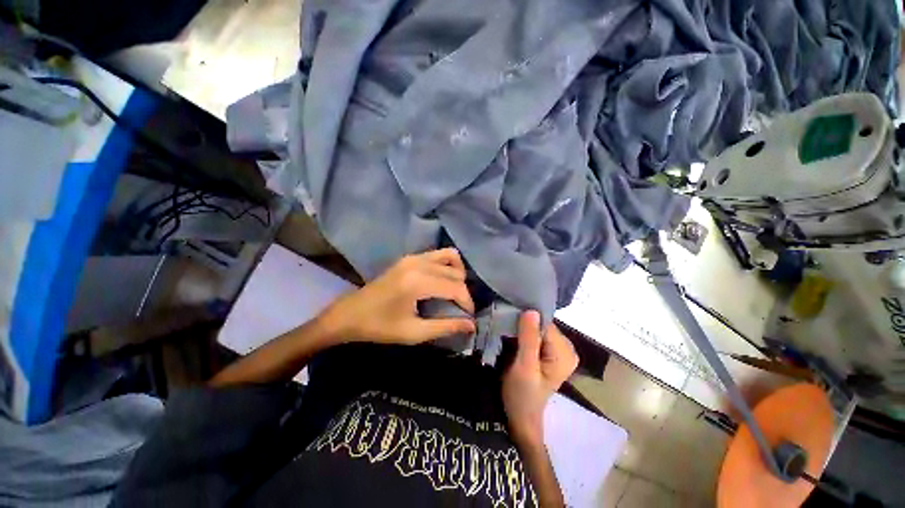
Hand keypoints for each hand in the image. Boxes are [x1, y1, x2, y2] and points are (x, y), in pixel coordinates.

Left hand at [320, 248, 476, 344]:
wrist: (349, 314)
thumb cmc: (380, 327)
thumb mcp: (414, 332)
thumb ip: (445, 327)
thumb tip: (471, 325)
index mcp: (418, 282)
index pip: (455, 287)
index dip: (467, 302)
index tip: (469, 317)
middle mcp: (418, 263)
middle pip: (455, 272)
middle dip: (463, 291)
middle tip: (460, 309)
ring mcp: (413, 257)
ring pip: (450, 257)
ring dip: (457, 274)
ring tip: (455, 292)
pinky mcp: (409, 257)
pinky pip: (437, 254)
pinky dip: (447, 265)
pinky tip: (443, 280)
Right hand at [502, 311, 577, 445]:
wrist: (520, 416)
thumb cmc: (522, 395)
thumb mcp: (524, 367)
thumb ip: (529, 339)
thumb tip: (531, 311)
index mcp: (565, 353)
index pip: (544, 324)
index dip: (525, 324)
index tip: (508, 328)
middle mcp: (566, 348)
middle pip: (541, 325)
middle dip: (523, 327)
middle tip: (506, 335)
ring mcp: (558, 350)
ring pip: (536, 328)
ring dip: (521, 331)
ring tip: (508, 338)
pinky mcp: (548, 352)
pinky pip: (534, 335)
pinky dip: (523, 335)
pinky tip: (513, 341)